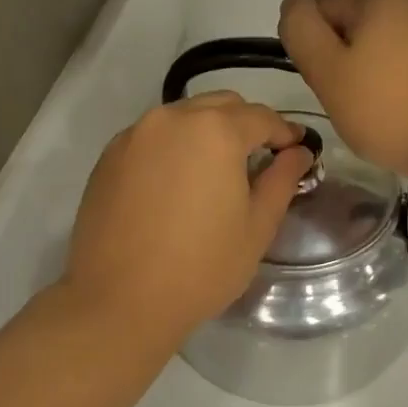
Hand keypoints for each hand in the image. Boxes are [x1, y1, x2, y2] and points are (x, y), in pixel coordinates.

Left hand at [62, 93, 311, 347]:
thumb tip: (298, 152)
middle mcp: (171, 118)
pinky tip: (178, 185)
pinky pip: (154, 137)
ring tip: (217, 172)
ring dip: (208, 133)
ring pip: (184, 117)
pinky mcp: (109, 157)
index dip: (285, 133)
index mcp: (214, 130)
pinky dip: (175, 147)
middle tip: (259, 160)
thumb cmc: (202, 267)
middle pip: (221, 105)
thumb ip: (282, 179)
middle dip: (246, 125)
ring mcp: (134, 135)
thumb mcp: (257, 226)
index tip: (297, 152)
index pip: (261, 117)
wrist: (120, 301)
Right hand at [278, 0, 407, 183]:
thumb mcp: (326, 70)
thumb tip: (293, 4)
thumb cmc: (385, 109)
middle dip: (341, 59)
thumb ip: (300, 30)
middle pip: (351, 26)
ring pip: (378, 46)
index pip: (321, 10)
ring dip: (367, 72)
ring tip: (374, 109)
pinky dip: (394, 81)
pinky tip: (399, 110)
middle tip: (347, 100)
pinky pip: (405, 62)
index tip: (326, 83)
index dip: (314, 49)